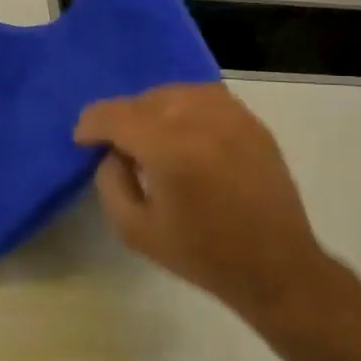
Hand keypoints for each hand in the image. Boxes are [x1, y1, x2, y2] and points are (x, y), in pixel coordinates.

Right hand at [75, 84, 331, 324]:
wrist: (276, 268)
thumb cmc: (201, 254)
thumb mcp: (133, 229)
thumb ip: (110, 182)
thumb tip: (113, 153)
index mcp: (170, 151)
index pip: (115, 116)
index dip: (91, 125)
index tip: (83, 141)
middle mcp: (201, 122)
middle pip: (143, 100)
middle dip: (121, 119)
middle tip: (116, 147)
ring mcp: (232, 118)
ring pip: (174, 93)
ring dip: (151, 109)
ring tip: (149, 137)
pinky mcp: (252, 123)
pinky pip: (205, 97)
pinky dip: (184, 107)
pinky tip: (181, 132)